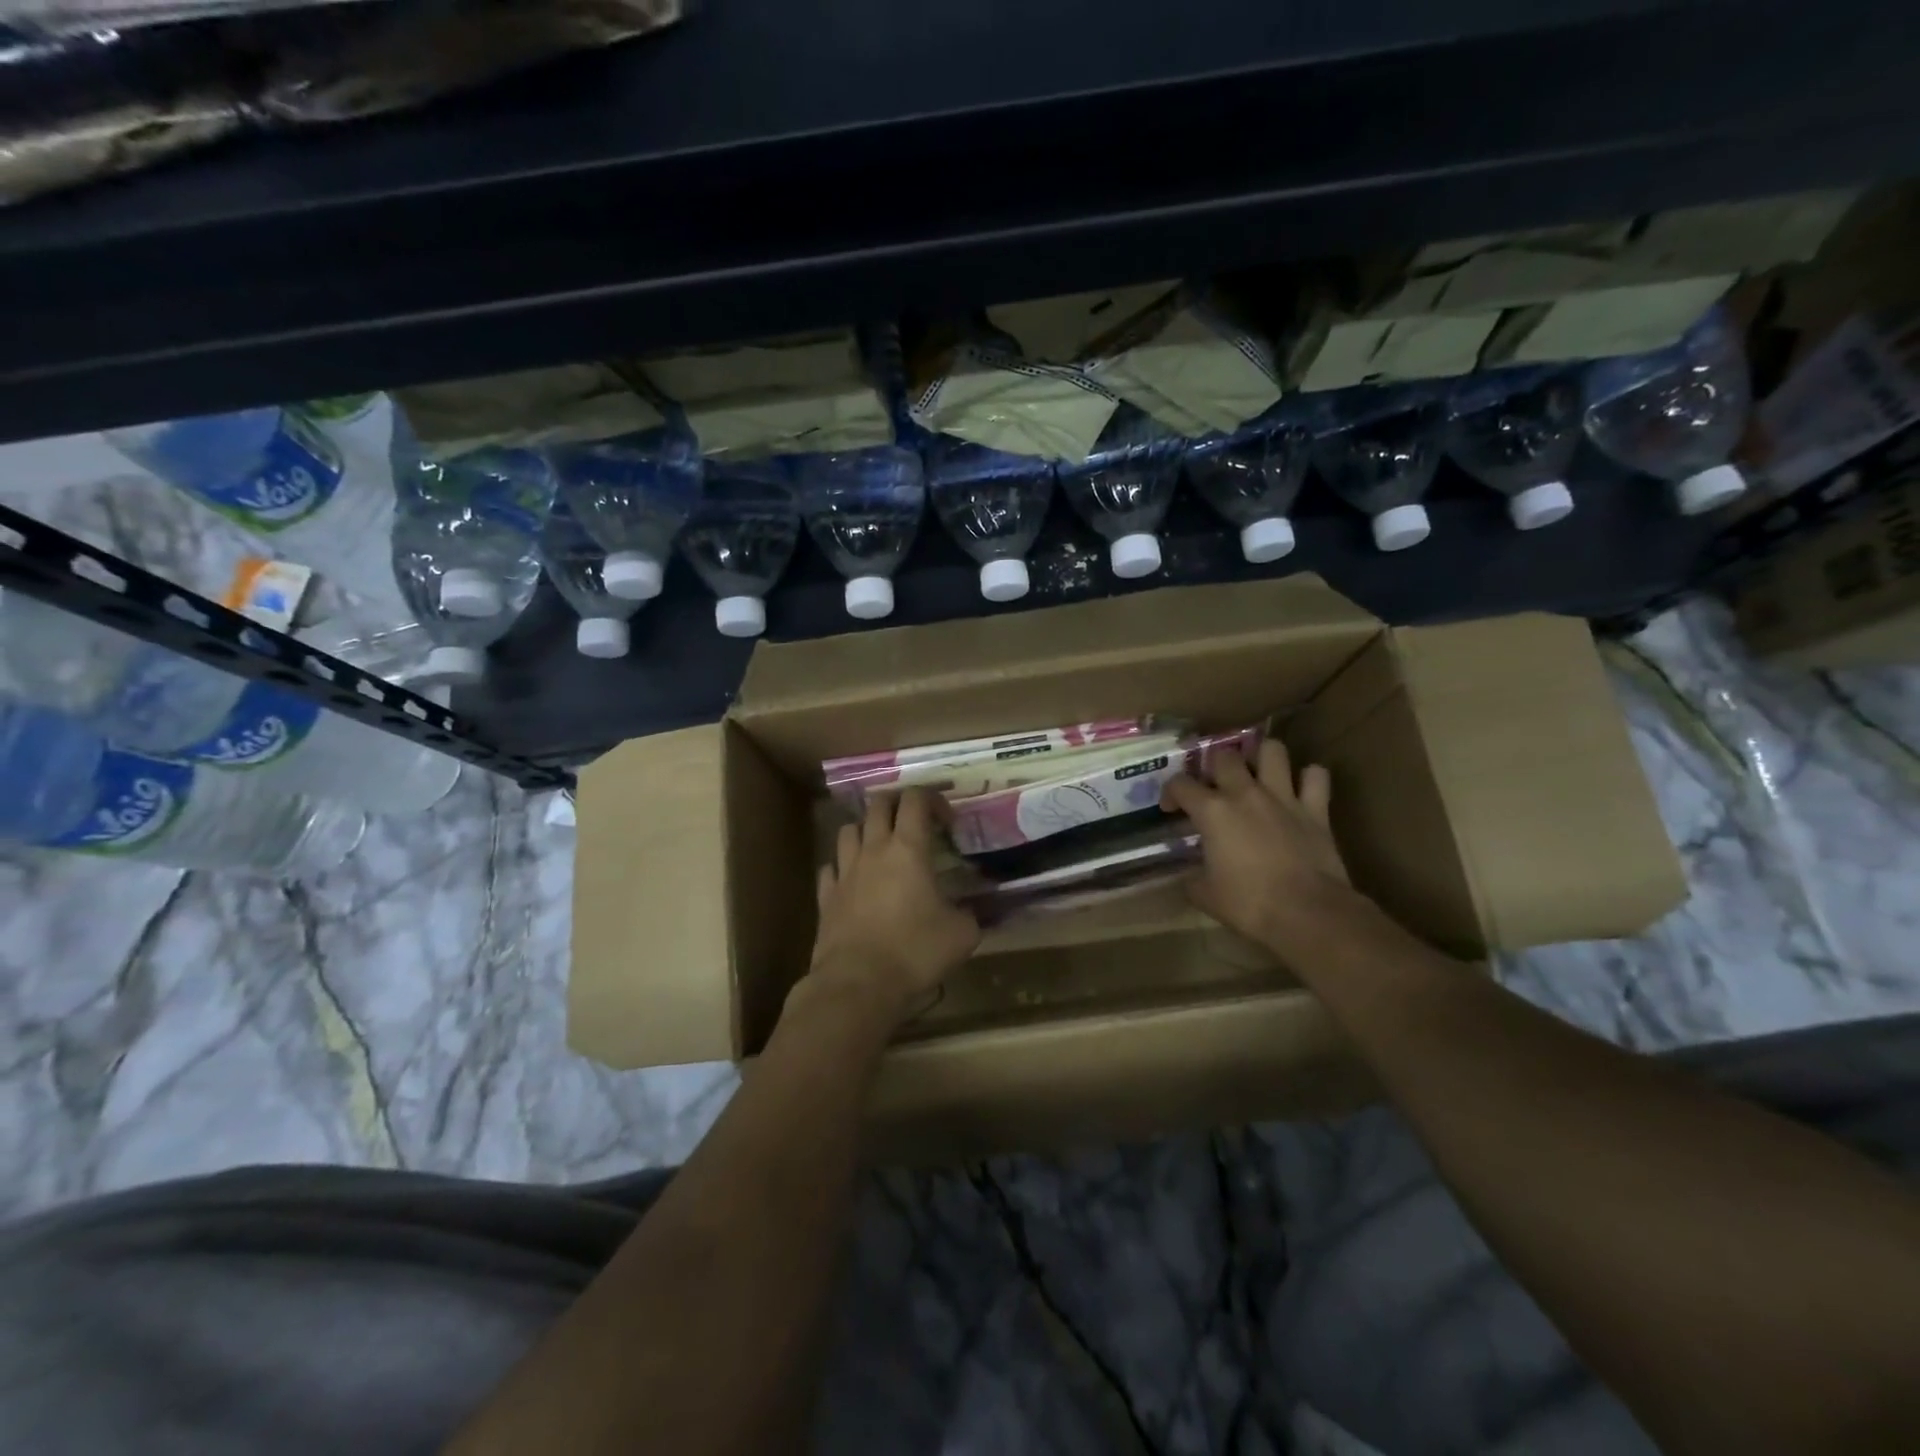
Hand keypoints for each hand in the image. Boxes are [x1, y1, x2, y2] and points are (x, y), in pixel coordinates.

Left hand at [809, 788, 980, 1018]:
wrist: (858, 984)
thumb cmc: (915, 952)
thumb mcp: (962, 934)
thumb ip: (969, 914)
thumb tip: (970, 911)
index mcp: (908, 849)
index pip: (916, 800)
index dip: (933, 800)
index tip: (947, 822)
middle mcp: (873, 850)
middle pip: (878, 804)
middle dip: (898, 805)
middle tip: (914, 824)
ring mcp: (844, 872)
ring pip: (848, 830)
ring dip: (866, 830)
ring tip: (881, 847)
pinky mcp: (825, 897)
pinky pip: (829, 868)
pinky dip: (842, 867)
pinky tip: (853, 881)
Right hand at [1160, 738, 1350, 949]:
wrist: (1308, 914)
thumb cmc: (1249, 904)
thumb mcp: (1206, 895)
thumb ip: (1192, 879)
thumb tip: (1189, 877)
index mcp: (1212, 812)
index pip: (1180, 784)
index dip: (1170, 792)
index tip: (1170, 809)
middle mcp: (1245, 794)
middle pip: (1224, 755)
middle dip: (1214, 764)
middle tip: (1214, 784)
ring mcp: (1283, 797)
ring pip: (1273, 750)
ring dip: (1263, 756)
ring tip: (1257, 772)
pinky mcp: (1316, 809)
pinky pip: (1316, 776)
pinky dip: (1309, 777)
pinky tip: (1301, 789)